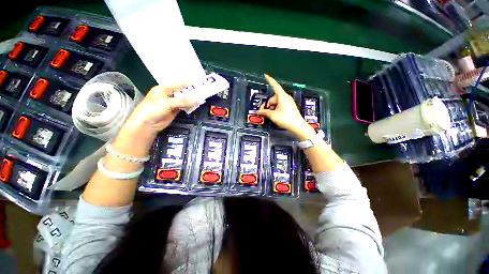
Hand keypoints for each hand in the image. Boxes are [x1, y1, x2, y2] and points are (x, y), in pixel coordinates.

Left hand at [122, 84, 198, 134]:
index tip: (198, 82)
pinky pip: (184, 107)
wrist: (147, 124)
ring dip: (192, 100)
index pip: (178, 84)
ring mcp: (172, 103)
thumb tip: (197, 100)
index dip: (187, 83)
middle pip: (182, 92)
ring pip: (184, 100)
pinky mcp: (175, 111)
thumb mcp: (168, 103)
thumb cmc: (153, 109)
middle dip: (191, 92)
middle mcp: (168, 95)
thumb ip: (183, 101)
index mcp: (164, 89)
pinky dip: (190, 106)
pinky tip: (196, 105)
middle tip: (202, 91)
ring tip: (201, 98)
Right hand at [258, 75, 315, 140]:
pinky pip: (280, 105)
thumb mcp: (273, 115)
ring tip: (268, 115)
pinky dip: (275, 109)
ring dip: (271, 107)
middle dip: (267, 104)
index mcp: (282, 96)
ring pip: (276, 102)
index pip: (275, 86)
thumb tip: (258, 112)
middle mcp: (285, 97)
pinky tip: (273, 115)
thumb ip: (264, 112)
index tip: (265, 75)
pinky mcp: (289, 107)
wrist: (297, 126)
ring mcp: (288, 102)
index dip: (270, 80)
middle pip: (273, 98)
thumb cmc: (285, 119)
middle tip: (263, 111)